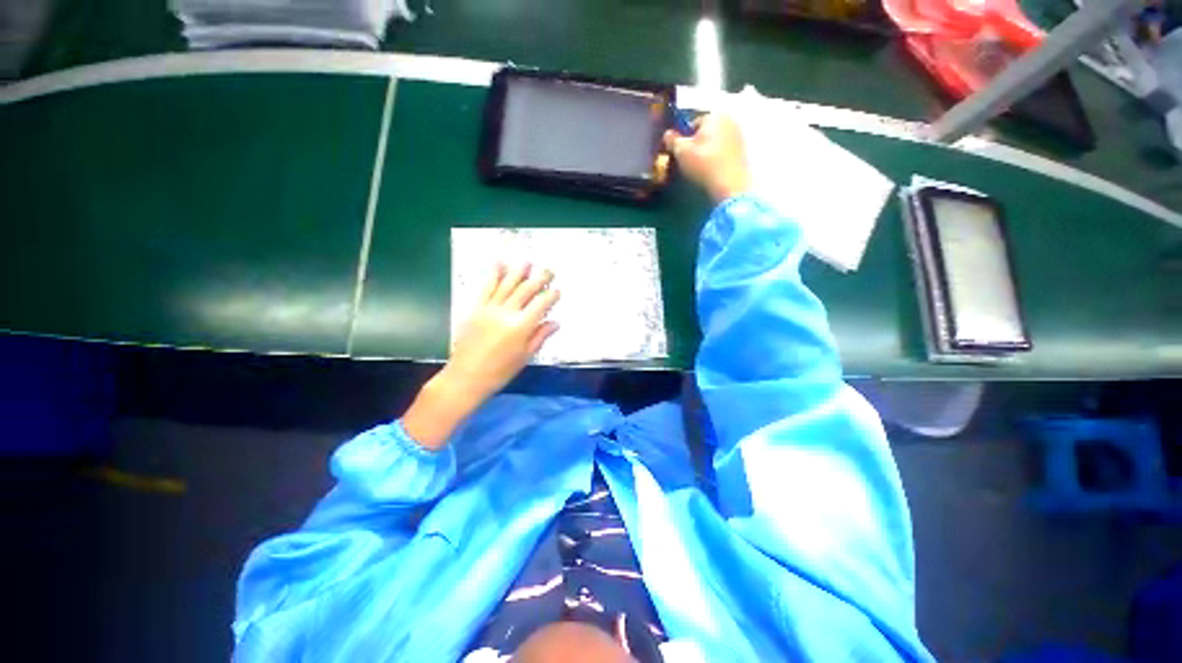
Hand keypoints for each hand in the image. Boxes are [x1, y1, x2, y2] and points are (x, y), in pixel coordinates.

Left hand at [402, 264, 559, 448]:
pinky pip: (486, 288)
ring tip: (527, 261)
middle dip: (539, 278)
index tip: (558, 291)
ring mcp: (489, 308)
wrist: (466, 376)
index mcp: (521, 326)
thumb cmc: (500, 371)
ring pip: (507, 285)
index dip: (551, 296)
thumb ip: (540, 336)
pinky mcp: (475, 308)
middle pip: (526, 290)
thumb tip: (556, 322)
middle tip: (549, 270)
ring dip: (518, 271)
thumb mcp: (525, 356)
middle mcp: (507, 313)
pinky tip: (499, 264)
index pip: (541, 305)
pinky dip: (493, 275)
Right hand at [664, 114, 751, 202]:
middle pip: (706, 132)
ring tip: (700, 168)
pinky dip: (717, 158)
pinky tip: (712, 171)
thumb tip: (667, 134)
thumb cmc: (704, 164)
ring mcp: (739, 135)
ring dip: (706, 151)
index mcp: (715, 116)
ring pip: (715, 142)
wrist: (730, 185)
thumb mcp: (682, 152)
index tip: (680, 154)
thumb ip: (672, 140)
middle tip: (689, 161)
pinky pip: (724, 151)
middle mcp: (730, 120)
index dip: (684, 138)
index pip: (693, 123)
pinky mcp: (743, 151)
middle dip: (696, 143)